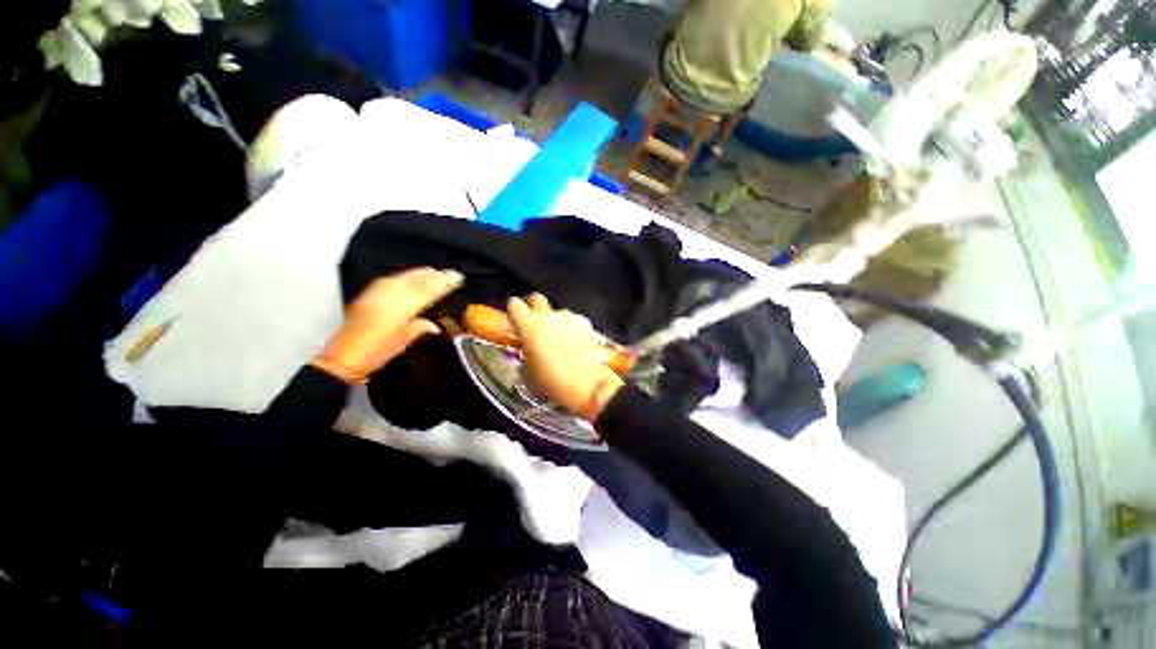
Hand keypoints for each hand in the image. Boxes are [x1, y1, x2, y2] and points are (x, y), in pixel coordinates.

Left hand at [314, 268, 463, 383]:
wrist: (344, 357)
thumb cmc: (377, 352)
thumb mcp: (404, 341)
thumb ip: (420, 328)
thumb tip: (434, 324)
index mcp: (402, 308)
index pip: (428, 291)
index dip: (443, 284)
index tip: (457, 277)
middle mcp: (390, 296)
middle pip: (416, 281)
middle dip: (434, 276)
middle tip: (449, 272)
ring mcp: (377, 293)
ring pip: (403, 278)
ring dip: (419, 273)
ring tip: (433, 270)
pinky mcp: (368, 294)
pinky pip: (390, 279)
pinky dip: (403, 276)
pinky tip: (408, 275)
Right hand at [507, 294, 623, 422]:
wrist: (588, 385)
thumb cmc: (553, 382)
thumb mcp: (529, 372)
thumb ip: (525, 353)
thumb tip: (527, 349)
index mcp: (530, 326)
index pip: (515, 305)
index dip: (513, 310)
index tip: (514, 319)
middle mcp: (549, 316)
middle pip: (537, 299)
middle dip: (533, 307)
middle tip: (534, 323)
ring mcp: (569, 318)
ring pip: (558, 312)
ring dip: (555, 321)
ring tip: (559, 339)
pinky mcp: (586, 323)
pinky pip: (573, 321)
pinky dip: (571, 328)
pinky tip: (575, 343)